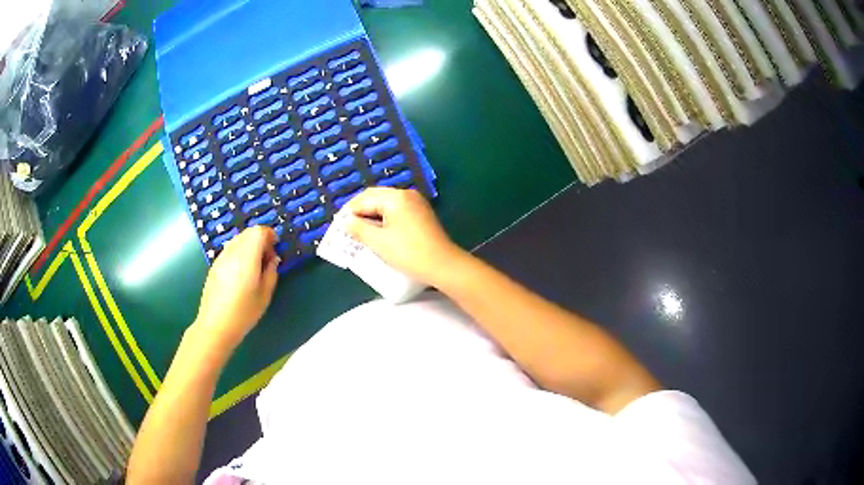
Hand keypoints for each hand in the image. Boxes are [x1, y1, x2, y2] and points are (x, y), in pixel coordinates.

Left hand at [193, 226, 279, 349]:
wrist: (216, 325)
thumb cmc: (244, 312)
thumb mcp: (265, 294)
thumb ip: (271, 272)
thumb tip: (273, 259)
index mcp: (247, 256)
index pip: (259, 231)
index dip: (270, 236)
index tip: (276, 249)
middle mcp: (233, 251)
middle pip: (248, 233)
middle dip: (261, 240)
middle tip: (267, 259)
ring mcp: (221, 257)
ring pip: (238, 240)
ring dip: (249, 246)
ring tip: (254, 267)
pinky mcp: (215, 265)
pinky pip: (230, 250)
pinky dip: (239, 253)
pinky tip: (241, 274)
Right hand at [344, 187, 463, 285]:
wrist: (442, 265)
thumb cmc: (408, 252)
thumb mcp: (378, 242)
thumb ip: (358, 229)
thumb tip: (345, 221)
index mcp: (395, 197)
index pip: (364, 199)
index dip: (348, 211)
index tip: (337, 224)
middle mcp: (406, 195)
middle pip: (375, 197)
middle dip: (359, 211)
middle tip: (345, 227)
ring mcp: (416, 203)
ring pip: (386, 204)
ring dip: (371, 215)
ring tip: (358, 230)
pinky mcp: (421, 214)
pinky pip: (396, 211)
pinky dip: (383, 218)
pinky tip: (377, 231)